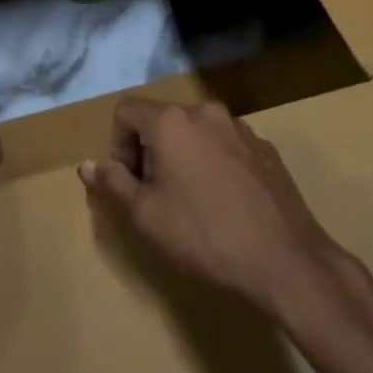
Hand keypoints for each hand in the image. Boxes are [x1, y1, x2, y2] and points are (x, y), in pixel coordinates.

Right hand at [79, 97, 346, 316]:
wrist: (286, 261)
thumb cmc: (205, 235)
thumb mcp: (147, 216)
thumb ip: (114, 183)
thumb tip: (86, 165)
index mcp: (171, 121)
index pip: (126, 111)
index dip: (119, 145)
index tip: (132, 183)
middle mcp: (204, 112)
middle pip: (162, 120)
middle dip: (152, 152)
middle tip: (159, 197)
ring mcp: (240, 127)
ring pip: (196, 132)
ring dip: (186, 157)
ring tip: (195, 202)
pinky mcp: (265, 148)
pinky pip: (226, 146)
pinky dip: (216, 164)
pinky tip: (228, 204)